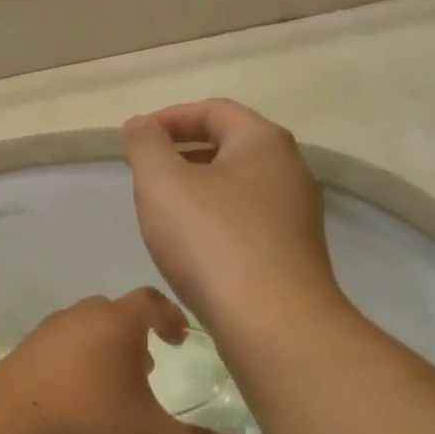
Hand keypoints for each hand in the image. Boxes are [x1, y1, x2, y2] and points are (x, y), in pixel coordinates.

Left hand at [0, 289, 242, 433]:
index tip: (179, 337)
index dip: (170, 316)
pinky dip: (67, 373)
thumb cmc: (89, 426)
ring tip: (108, 392)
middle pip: (111, 315)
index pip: (150, 302)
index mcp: (115, 324)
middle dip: (133, 338)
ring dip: (98, 355)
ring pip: (78, 335)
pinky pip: (49, 358)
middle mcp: (76, 320)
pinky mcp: (11, 362)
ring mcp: (39, 339)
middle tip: (146, 368)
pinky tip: (68, 409)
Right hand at [121, 100, 340, 328]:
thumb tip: (141, 125)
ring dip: (201, 194)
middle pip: (231, 148)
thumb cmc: (212, 242)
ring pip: (239, 191)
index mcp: (264, 142)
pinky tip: (195, 251)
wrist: (273, 322)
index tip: (137, 138)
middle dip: (185, 156)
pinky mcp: (294, 256)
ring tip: (166, 215)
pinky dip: (217, 225)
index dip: (170, 117)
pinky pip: (248, 226)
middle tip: (148, 176)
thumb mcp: (162, 184)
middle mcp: (291, 171)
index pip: (214, 111)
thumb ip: (145, 147)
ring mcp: (297, 217)